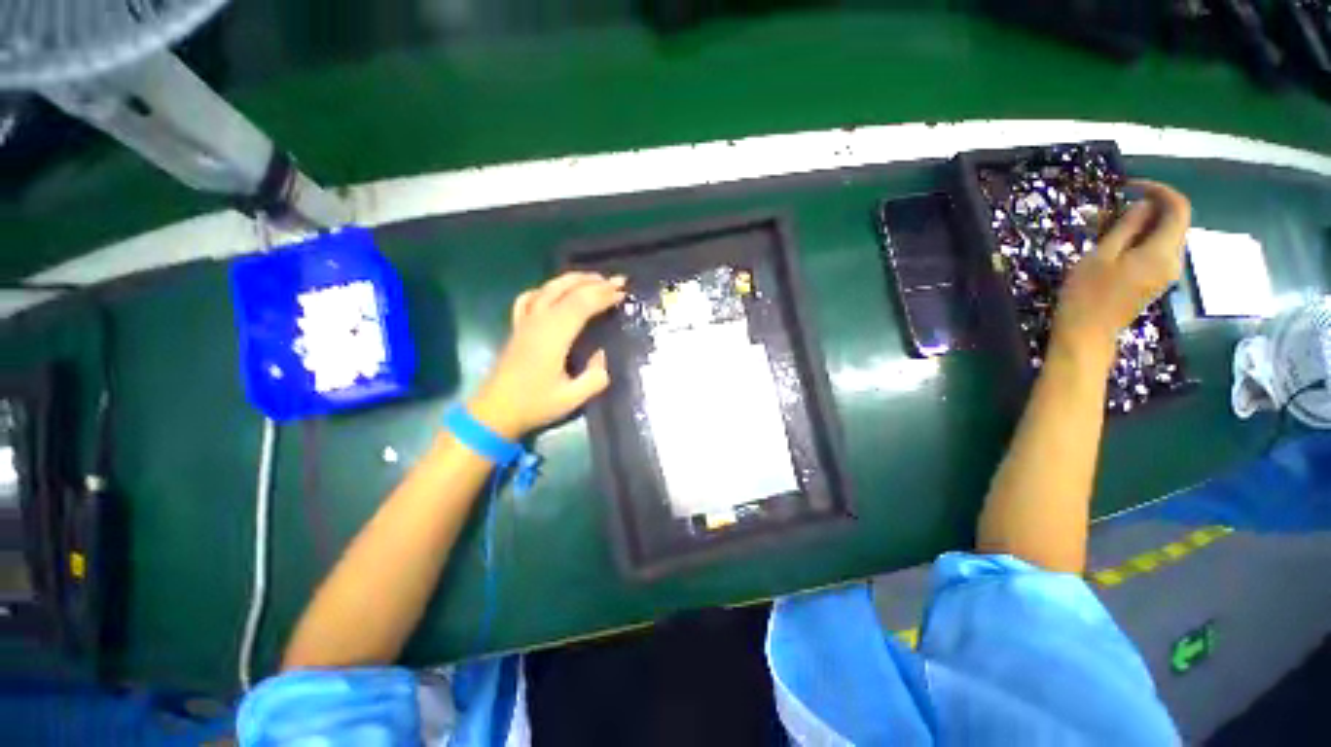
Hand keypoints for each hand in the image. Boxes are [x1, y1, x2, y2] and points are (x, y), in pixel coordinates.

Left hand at [468, 272, 625, 438]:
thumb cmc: (534, 405)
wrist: (494, 412)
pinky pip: (529, 298)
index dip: (604, 295)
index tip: (623, 292)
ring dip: (573, 280)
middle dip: (594, 282)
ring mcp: (525, 322)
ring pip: (548, 288)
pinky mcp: (517, 328)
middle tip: (617, 280)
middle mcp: (538, 321)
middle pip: (567, 290)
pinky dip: (545, 289)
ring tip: (593, 279)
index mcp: (554, 335)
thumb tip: (602, 356)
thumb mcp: (573, 398)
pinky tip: (554, 292)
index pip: (582, 304)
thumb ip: (595, 376)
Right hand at [1052, 180, 1191, 366]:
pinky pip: (1155, 250)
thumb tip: (1144, 205)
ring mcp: (1165, 273)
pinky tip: (1114, 244)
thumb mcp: (1101, 256)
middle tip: (1110, 210)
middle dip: (1146, 208)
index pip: (1178, 208)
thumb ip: (1126, 227)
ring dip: (1140, 225)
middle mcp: (1173, 261)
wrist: (1086, 334)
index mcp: (1162, 252)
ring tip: (1105, 227)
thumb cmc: (1087, 295)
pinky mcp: (1155, 281)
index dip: (1159, 190)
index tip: (1130, 187)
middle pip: (1173, 221)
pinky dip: (1139, 240)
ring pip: (1163, 236)